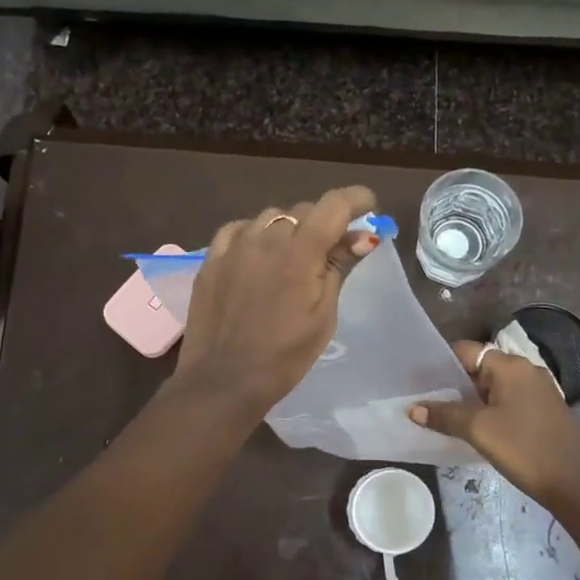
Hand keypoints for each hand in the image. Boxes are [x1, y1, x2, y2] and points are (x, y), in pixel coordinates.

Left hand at [172, 186, 378, 419]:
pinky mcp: (211, 259)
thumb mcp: (323, 316)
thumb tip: (361, 236)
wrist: (224, 381)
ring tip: (293, 256)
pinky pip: (238, 229)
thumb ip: (339, 268)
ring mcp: (234, 246)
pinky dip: (255, 234)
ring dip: (289, 227)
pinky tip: (258, 254)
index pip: (333, 205)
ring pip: (270, 217)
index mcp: (299, 253)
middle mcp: (265, 238)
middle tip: (333, 248)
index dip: (356, 198)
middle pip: (303, 210)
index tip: (368, 206)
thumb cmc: (284, 356)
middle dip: (324, 222)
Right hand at [408, 340, 579, 506]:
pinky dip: (490, 409)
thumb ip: (445, 416)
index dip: (441, 362)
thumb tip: (414, 409)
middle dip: (454, 383)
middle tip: (427, 399)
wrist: (574, 482)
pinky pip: (509, 400)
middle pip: (481, 367)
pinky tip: (476, 428)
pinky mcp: (545, 410)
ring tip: (445, 415)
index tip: (419, 378)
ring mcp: (539, 390)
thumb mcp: (478, 430)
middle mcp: (526, 370)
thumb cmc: (524, 448)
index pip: (467, 350)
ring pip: (495, 386)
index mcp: (511, 366)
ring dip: (471, 399)